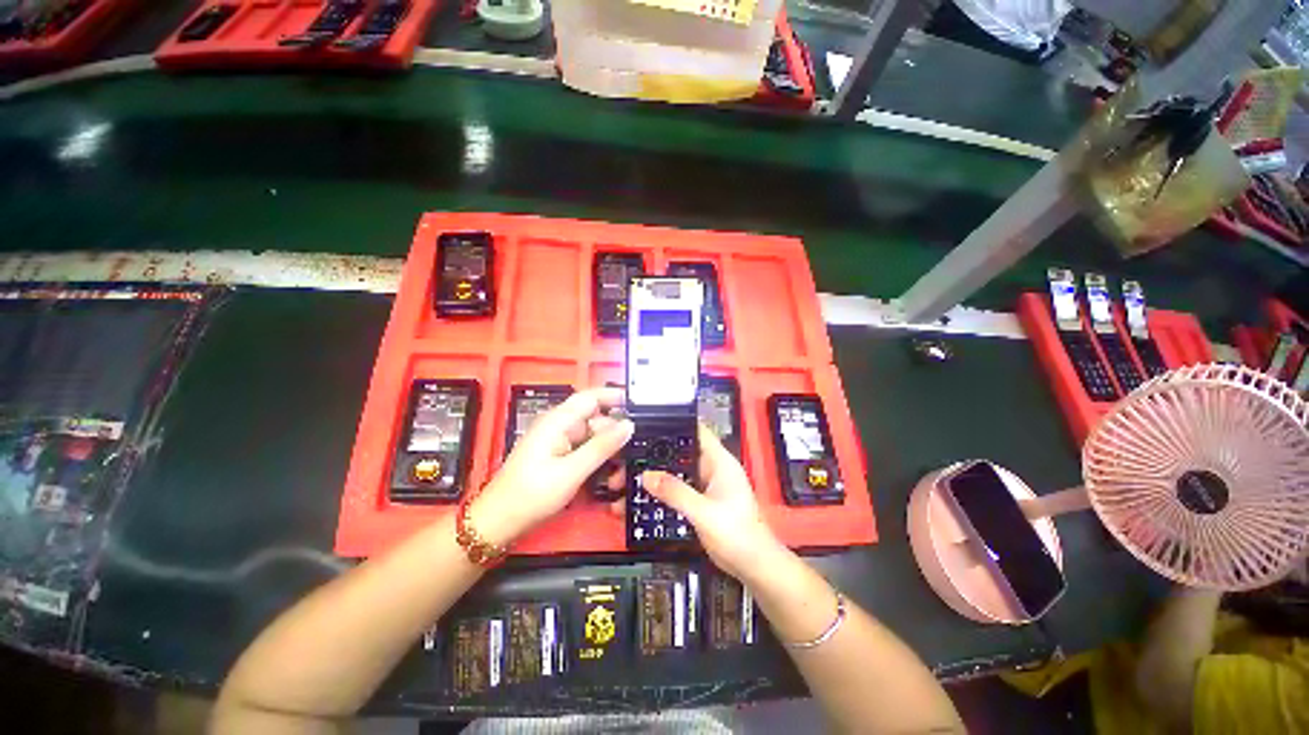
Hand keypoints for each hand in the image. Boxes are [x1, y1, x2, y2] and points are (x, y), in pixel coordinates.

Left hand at [473, 387, 632, 544]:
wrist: (500, 522)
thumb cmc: (531, 494)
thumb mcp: (571, 471)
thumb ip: (602, 446)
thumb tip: (628, 425)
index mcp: (558, 420)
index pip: (592, 397)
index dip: (616, 397)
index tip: (640, 408)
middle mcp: (560, 426)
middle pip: (597, 420)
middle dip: (615, 436)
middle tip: (631, 456)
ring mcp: (560, 441)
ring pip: (594, 438)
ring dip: (609, 453)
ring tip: (618, 476)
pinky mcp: (560, 456)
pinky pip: (586, 451)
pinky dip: (598, 461)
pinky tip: (606, 479)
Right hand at [641, 424, 783, 581]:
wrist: (752, 566)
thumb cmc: (736, 533)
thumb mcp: (703, 512)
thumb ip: (675, 492)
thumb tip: (646, 476)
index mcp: (720, 461)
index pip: (697, 431)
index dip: (675, 423)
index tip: (649, 423)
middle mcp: (712, 468)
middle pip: (682, 451)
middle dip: (658, 452)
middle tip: (630, 454)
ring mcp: (706, 485)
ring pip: (678, 471)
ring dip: (659, 473)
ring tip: (631, 474)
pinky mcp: (700, 501)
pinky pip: (678, 488)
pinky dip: (663, 490)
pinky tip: (644, 495)